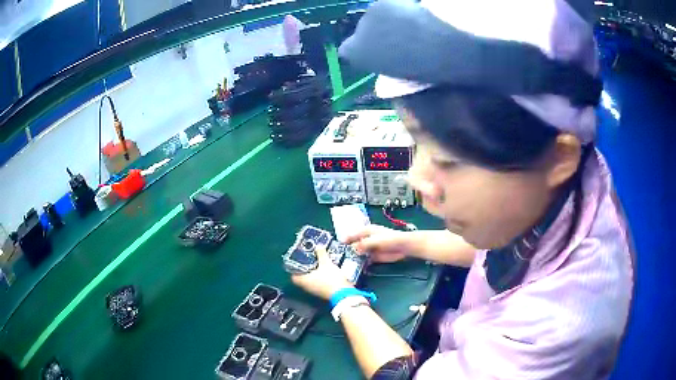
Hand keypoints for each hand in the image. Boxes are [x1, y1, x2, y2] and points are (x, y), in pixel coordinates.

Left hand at [291, 246, 353, 299]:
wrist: (343, 293)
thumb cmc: (331, 279)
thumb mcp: (326, 263)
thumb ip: (321, 254)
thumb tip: (318, 246)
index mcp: (303, 280)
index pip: (293, 276)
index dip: (294, 269)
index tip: (298, 262)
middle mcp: (306, 287)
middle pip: (301, 278)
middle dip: (305, 269)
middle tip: (309, 260)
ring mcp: (314, 291)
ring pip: (309, 281)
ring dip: (312, 274)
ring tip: (318, 264)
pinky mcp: (321, 293)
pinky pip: (316, 284)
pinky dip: (318, 278)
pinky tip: (324, 272)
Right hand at [343, 225, 412, 262]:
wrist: (403, 246)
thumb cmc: (389, 238)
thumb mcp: (375, 240)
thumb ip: (363, 244)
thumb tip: (353, 249)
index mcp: (366, 231)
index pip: (352, 234)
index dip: (345, 239)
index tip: (338, 245)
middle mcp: (366, 240)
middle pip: (354, 245)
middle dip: (347, 250)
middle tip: (339, 257)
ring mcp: (370, 249)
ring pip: (358, 253)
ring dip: (353, 258)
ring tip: (344, 264)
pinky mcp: (374, 257)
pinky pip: (364, 260)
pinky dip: (360, 263)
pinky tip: (355, 268)